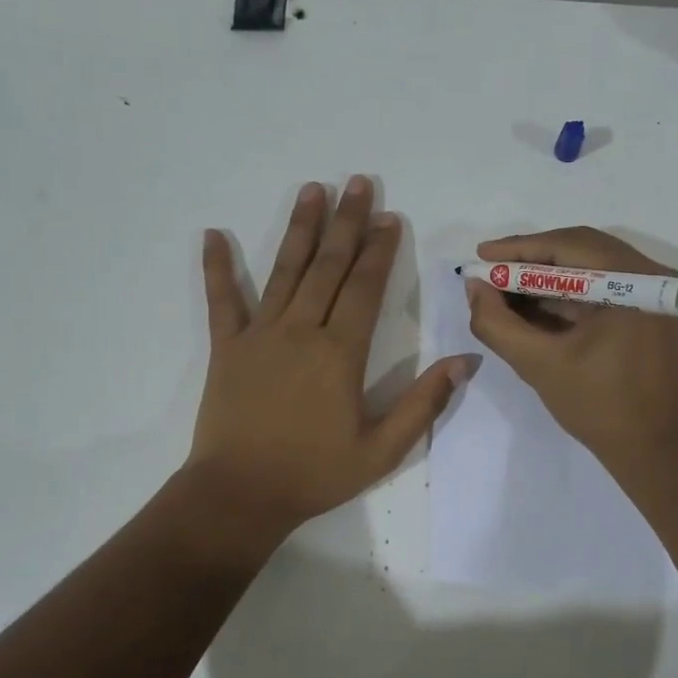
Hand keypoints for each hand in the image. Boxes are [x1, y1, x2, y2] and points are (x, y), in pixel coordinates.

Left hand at [187, 178, 473, 536]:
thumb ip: (423, 403)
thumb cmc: (315, 473)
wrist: (240, 495)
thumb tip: (465, 361)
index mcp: (339, 353)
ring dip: (300, 229)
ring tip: (312, 190)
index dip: (380, 251)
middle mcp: (300, 331)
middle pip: (328, 266)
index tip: (390, 218)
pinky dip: (217, 267)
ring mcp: (259, 335)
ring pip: (284, 271)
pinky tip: (213, 234)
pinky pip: (221, 301)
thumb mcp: (382, 449)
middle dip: (346, 223)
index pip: (364, 288)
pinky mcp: (226, 348)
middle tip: (357, 182)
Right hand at [465, 226, 677, 470]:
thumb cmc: (600, 406)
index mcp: (634, 280)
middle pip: (580, 251)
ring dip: (545, 281)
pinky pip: (601, 292)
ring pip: (589, 271)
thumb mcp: (539, 364)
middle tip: (489, 273)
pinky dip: (565, 298)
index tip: (480, 256)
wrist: (656, 451)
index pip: (568, 246)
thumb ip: (498, 323)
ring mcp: (653, 296)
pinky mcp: (648, 315)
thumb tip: (475, 287)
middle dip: (530, 263)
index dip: (519, 249)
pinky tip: (530, 308)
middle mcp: (650, 276)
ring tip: (502, 292)